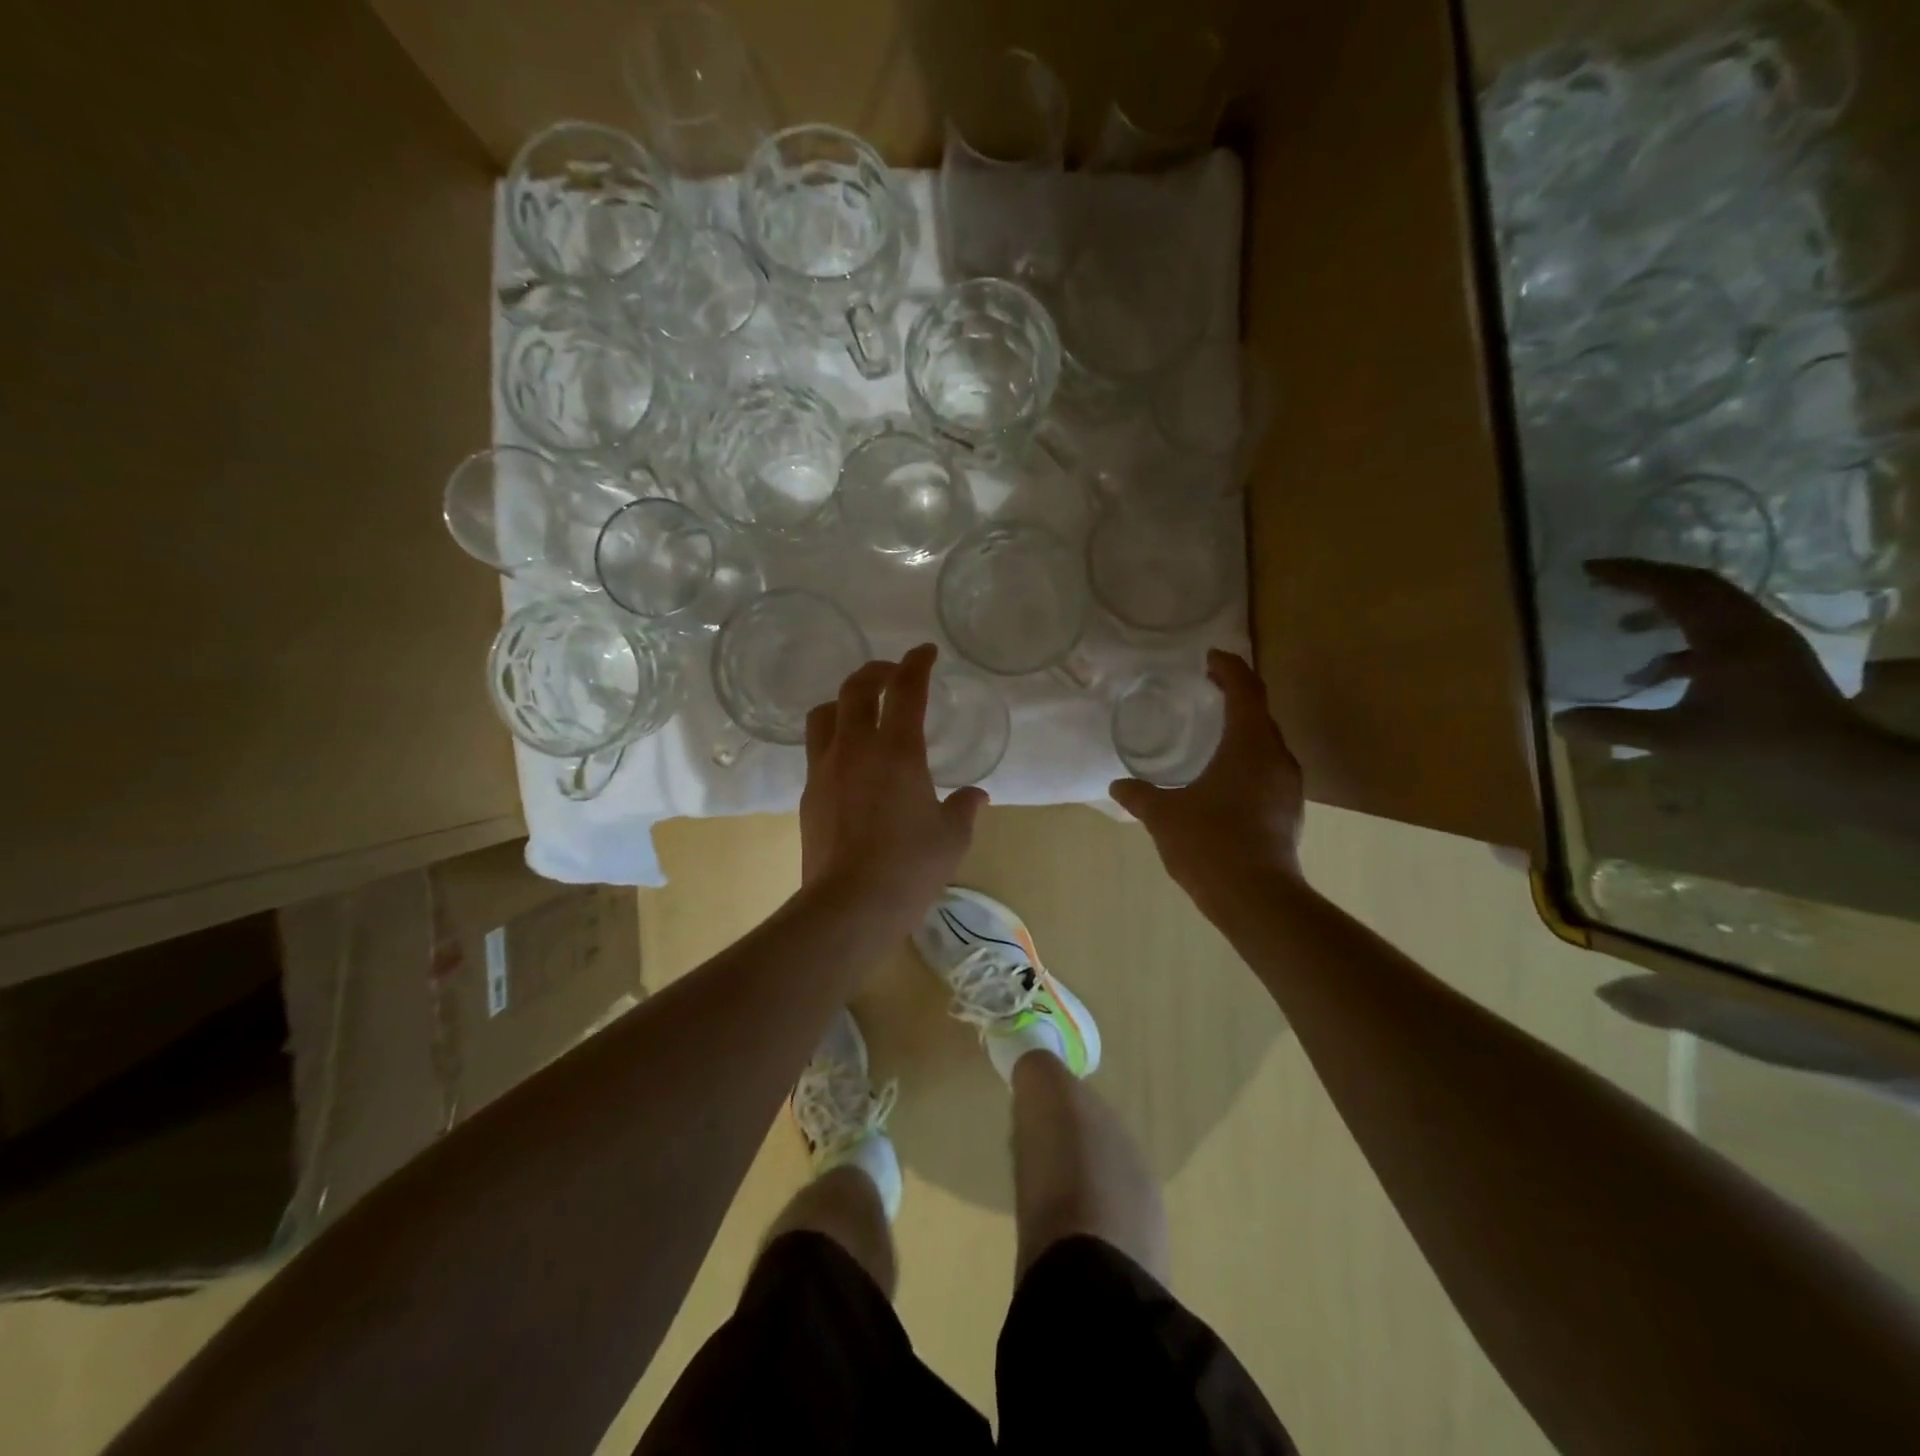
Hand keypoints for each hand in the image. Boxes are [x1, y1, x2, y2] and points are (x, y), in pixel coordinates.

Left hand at [799, 643, 987, 922]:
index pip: (906, 689)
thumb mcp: (951, 837)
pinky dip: (834, 739)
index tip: (925, 651)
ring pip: (825, 714)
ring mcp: (826, 769)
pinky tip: (849, 760)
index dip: (916, 663)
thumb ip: (965, 808)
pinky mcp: (809, 793)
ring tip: (861, 710)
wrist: (849, 905)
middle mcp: (856, 748)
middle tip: (892, 673)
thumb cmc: (910, 867)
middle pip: (856, 688)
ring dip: (844, 701)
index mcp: (898, 750)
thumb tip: (977, 795)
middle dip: (876, 671)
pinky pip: (817, 750)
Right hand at [1110, 650, 1305, 908]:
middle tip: (1209, 689)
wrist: (1256, 898)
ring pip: (1267, 745)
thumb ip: (1140, 795)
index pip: (1245, 690)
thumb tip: (1118, 786)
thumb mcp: (1164, 815)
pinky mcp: (1289, 812)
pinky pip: (1268, 771)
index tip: (1211, 657)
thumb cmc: (1209, 843)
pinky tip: (1226, 779)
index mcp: (1249, 745)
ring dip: (1244, 731)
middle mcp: (1276, 758)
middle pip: (1260, 713)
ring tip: (1215, 732)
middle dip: (1236, 696)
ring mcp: (1288, 787)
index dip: (1229, 668)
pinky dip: (1248, 761)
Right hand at [1556, 560, 1870, 790]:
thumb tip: (1558, 721)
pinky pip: (1722, 630)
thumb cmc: (1755, 747)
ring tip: (1623, 626)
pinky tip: (1655, 669)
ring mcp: (1767, 642)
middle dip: (1647, 580)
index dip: (1630, 575)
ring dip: (1664, 607)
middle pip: (1697, 586)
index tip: (1589, 570)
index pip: (1674, 589)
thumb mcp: (1674, 739)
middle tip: (1602, 582)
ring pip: (1711, 606)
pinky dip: (1682, 638)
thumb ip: (1614, 726)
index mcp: (1726, 638)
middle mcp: (1750, 628)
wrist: (1839, 767)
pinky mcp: (1772, 658)